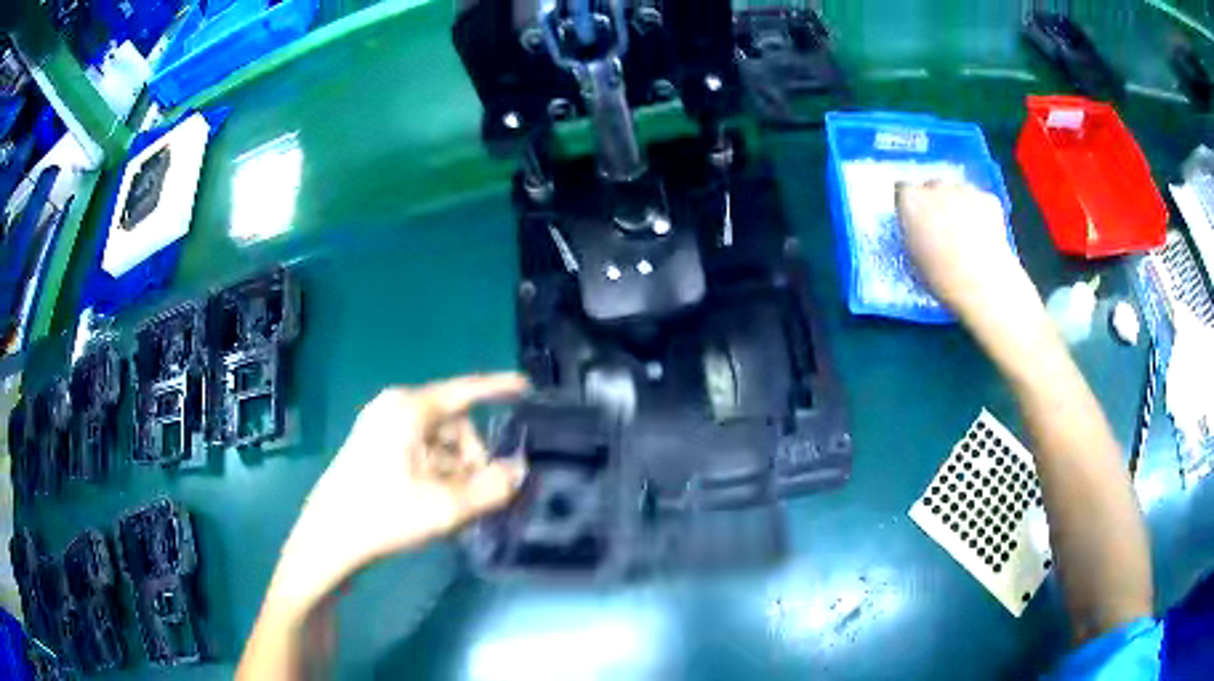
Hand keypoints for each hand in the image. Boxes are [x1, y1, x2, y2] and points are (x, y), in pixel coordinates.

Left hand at [268, 373, 528, 610]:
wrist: (328, 541)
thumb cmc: (383, 516)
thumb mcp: (446, 507)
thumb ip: (491, 488)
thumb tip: (519, 470)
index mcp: (408, 409)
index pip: (465, 390)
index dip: (498, 387)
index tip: (528, 387)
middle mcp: (394, 409)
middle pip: (454, 425)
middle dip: (472, 458)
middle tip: (476, 497)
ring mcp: (380, 429)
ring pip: (439, 444)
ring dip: (456, 473)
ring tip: (455, 510)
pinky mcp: (374, 449)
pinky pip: (421, 454)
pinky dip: (437, 475)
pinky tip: (437, 506)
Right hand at [896, 180, 1032, 321]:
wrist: (983, 285)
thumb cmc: (942, 278)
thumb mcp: (913, 257)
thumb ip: (912, 232)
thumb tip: (917, 229)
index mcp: (912, 201)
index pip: (902, 190)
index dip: (909, 205)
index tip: (913, 220)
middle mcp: (937, 186)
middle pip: (932, 186)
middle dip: (935, 202)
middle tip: (941, 229)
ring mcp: (965, 190)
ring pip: (958, 192)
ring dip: (958, 205)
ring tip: (965, 235)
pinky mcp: (989, 199)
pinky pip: (980, 201)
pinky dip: (981, 213)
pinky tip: (983, 236)